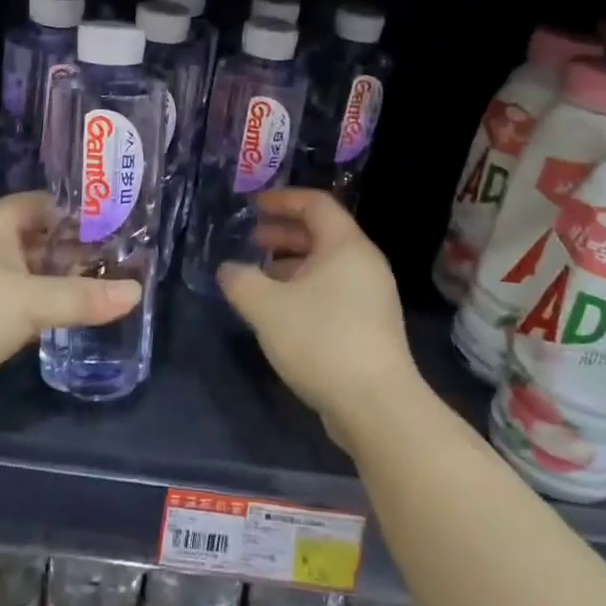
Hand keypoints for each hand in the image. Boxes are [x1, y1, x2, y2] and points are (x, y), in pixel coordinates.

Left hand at [0, 192, 139, 415]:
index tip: (115, 225)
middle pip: (36, 241)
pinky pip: (10, 307)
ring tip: (102, 292)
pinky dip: (36, 312)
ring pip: (24, 276)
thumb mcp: (28, 302)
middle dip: (73, 252)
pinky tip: (62, 324)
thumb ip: (83, 298)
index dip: (77, 211)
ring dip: (56, 284)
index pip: (42, 204)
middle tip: (119, 264)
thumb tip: (137, 292)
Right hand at [218, 190, 418, 438]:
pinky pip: (333, 291)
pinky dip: (305, 289)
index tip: (253, 206)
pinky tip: (281, 311)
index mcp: (346, 245)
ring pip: (326, 265)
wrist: (376, 406)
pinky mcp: (370, 326)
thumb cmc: (321, 340)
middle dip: (283, 233)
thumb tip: (228, 270)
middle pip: (322, 233)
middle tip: (251, 240)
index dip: (282, 200)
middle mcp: (364, 263)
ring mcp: (372, 296)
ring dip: (291, 264)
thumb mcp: (267, 307)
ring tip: (259, 276)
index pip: (315, 204)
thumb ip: (241, 281)